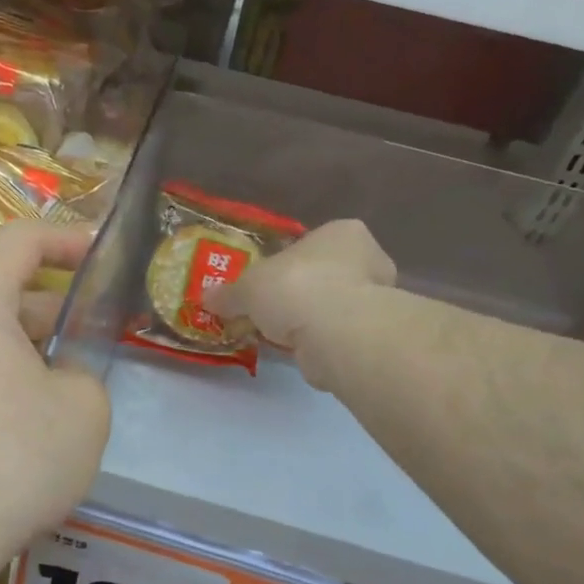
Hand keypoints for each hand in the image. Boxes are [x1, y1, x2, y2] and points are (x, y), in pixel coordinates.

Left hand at [0, 222, 110, 563]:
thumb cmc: (10, 460)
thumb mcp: (83, 409)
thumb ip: (81, 372)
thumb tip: (56, 376)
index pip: (16, 241)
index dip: (64, 238)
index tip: (97, 253)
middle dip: (44, 311)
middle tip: (85, 341)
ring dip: (12, 352)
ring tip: (50, 392)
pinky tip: (6, 432)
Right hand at [208, 219, 395, 387]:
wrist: (336, 333)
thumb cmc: (296, 287)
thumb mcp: (248, 287)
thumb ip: (229, 293)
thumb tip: (207, 298)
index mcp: (342, 232)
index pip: (313, 243)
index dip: (288, 262)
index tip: (269, 281)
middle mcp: (368, 259)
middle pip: (326, 274)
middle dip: (302, 292)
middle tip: (273, 310)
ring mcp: (377, 299)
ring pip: (333, 306)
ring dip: (310, 319)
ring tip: (280, 335)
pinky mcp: (372, 335)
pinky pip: (336, 333)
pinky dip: (318, 342)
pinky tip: (296, 351)